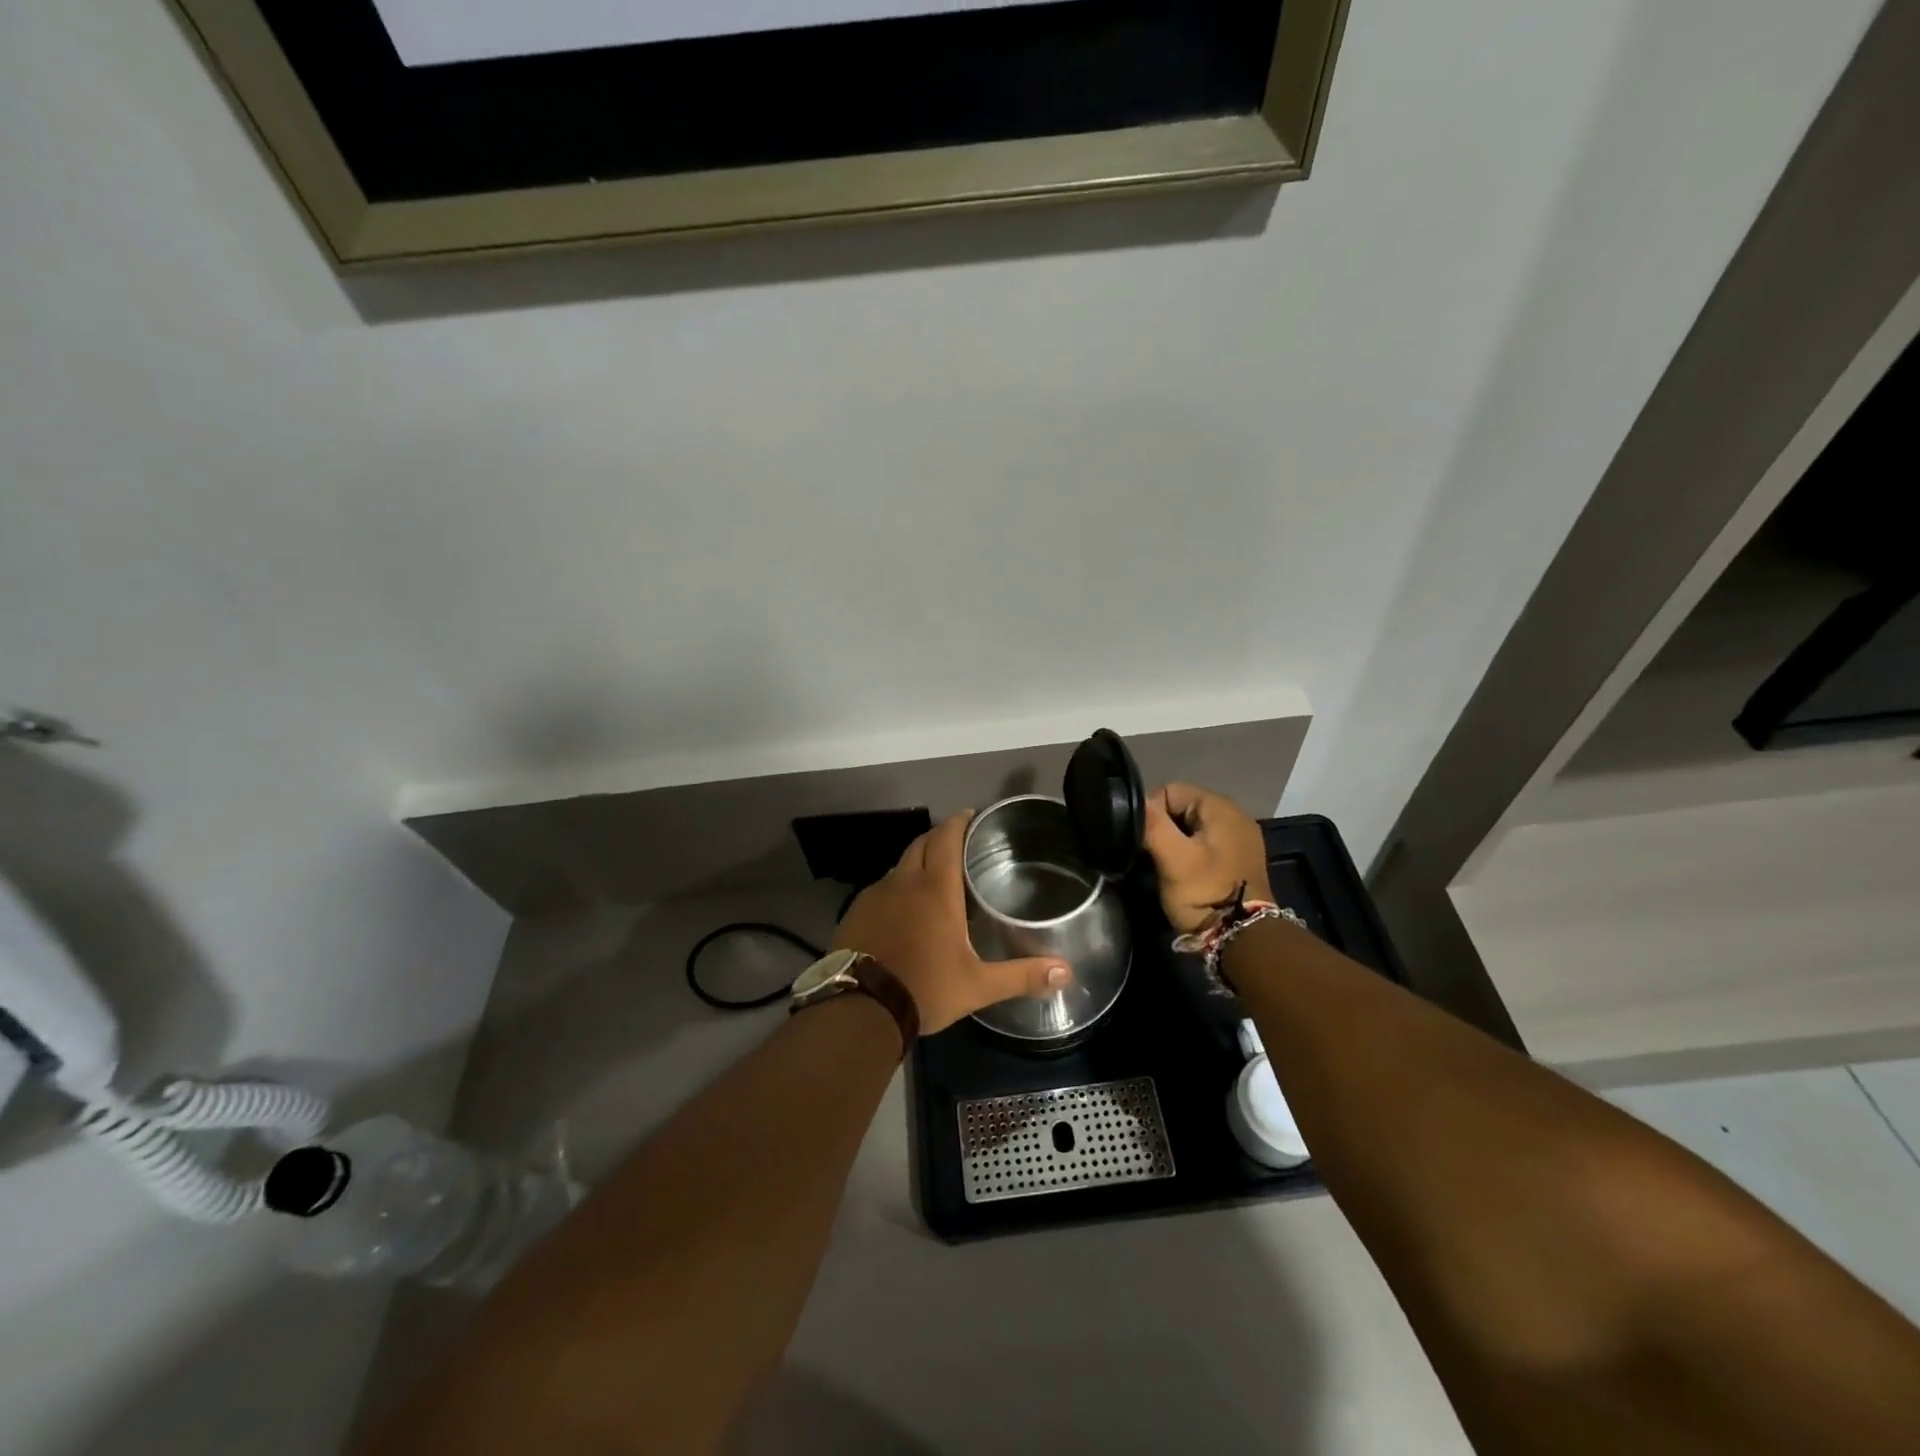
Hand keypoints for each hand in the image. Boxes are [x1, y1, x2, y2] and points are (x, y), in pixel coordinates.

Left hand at [834, 811, 1072, 1035]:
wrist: (858, 1010)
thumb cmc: (924, 989)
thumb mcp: (978, 986)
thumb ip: (1021, 976)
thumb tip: (1066, 972)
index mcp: (935, 889)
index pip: (947, 838)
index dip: (959, 822)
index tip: (970, 815)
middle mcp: (904, 882)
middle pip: (922, 844)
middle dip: (940, 837)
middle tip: (959, 843)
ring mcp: (874, 896)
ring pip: (900, 867)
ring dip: (918, 863)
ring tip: (935, 877)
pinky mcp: (855, 913)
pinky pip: (881, 889)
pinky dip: (897, 888)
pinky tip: (904, 910)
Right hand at [1143, 783, 1273, 933]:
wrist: (1244, 938)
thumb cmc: (1206, 893)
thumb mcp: (1173, 858)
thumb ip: (1152, 824)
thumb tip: (1134, 801)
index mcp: (1220, 807)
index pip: (1170, 790)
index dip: (1149, 812)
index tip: (1141, 840)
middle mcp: (1235, 814)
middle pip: (1182, 807)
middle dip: (1163, 828)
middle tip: (1151, 855)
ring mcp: (1240, 838)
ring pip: (1192, 827)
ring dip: (1175, 842)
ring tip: (1165, 866)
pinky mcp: (1239, 858)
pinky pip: (1205, 843)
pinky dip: (1190, 853)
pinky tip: (1184, 873)